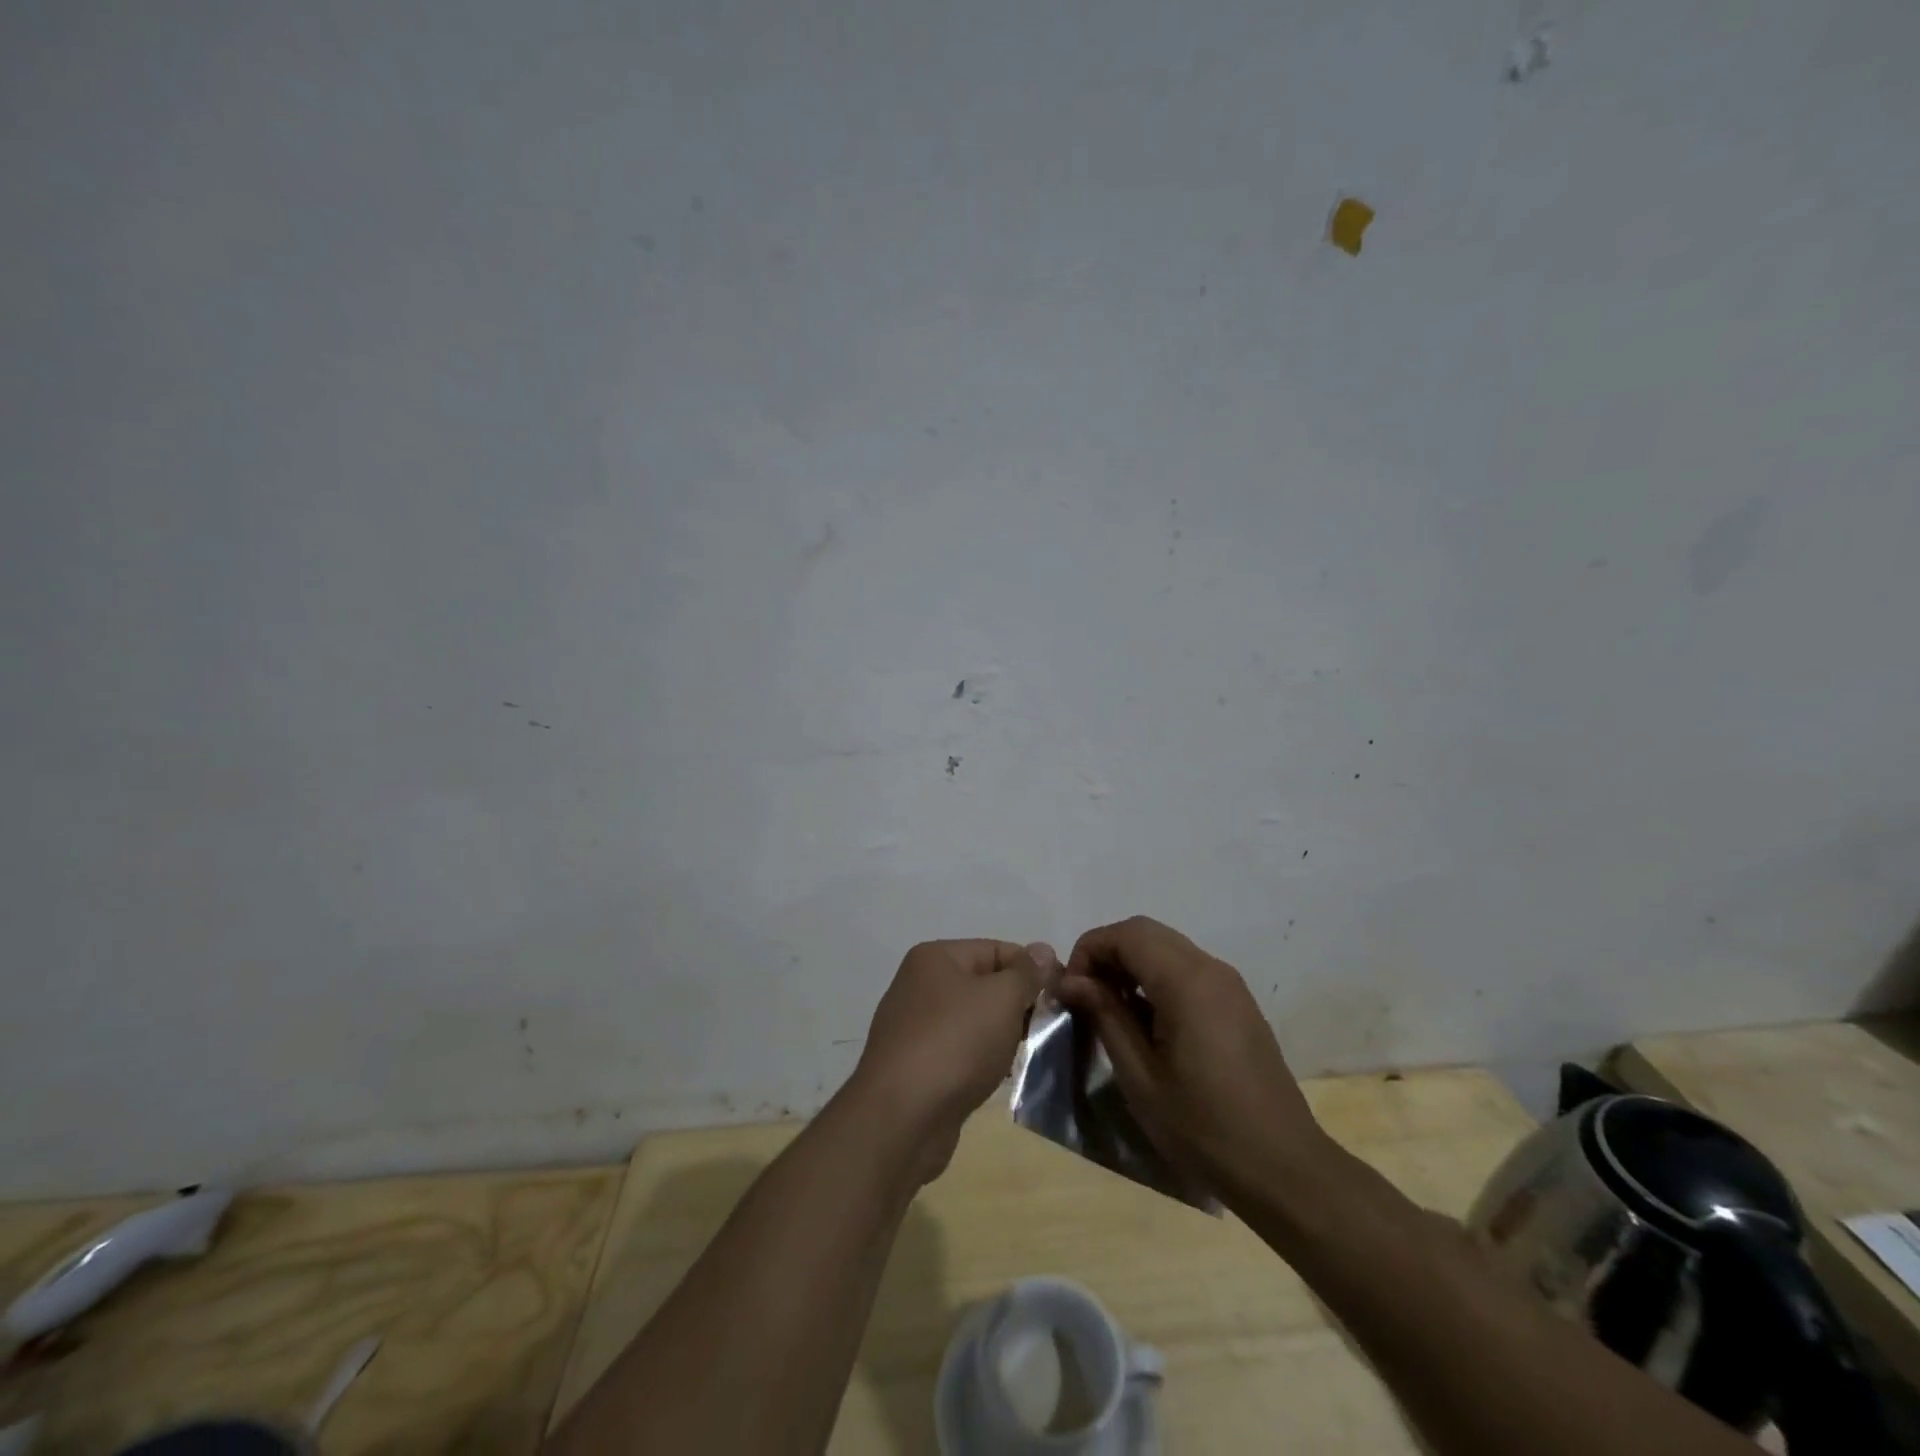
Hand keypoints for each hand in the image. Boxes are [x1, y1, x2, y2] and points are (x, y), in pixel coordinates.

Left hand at [846, 940, 1058, 1182]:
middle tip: (1048, 1029)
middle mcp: (919, 985)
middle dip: (1017, 1005)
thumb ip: (1025, 973)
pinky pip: (958, 1051)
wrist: (902, 1117)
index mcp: (935, 957)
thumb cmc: (956, 1043)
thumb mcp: (1001, 998)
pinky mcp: (914, 1065)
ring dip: (1001, 1035)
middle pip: (983, 984)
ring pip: (972, 1020)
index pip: (996, 949)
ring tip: (1026, 1054)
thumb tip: (1042, 950)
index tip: (1063, 994)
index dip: (1031, 968)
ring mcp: (913, 1026)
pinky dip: (980, 1060)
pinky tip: (997, 1077)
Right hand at [1054, 917, 1328, 1202]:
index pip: (1126, 934)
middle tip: (1086, 997)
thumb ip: (1105, 1016)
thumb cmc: (1204, 1129)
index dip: (1089, 951)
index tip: (1070, 991)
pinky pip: (1187, 969)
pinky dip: (1156, 977)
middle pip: (1146, 932)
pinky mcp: (1238, 1003)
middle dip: (1107, 953)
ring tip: (1111, 1011)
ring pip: (1167, 947)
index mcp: (1187, 982)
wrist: (1284, 1170)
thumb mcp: (1140, 1077)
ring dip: (1132, 964)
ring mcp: (1230, 984)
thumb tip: (1070, 980)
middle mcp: (1211, 969)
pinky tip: (1147, 1022)